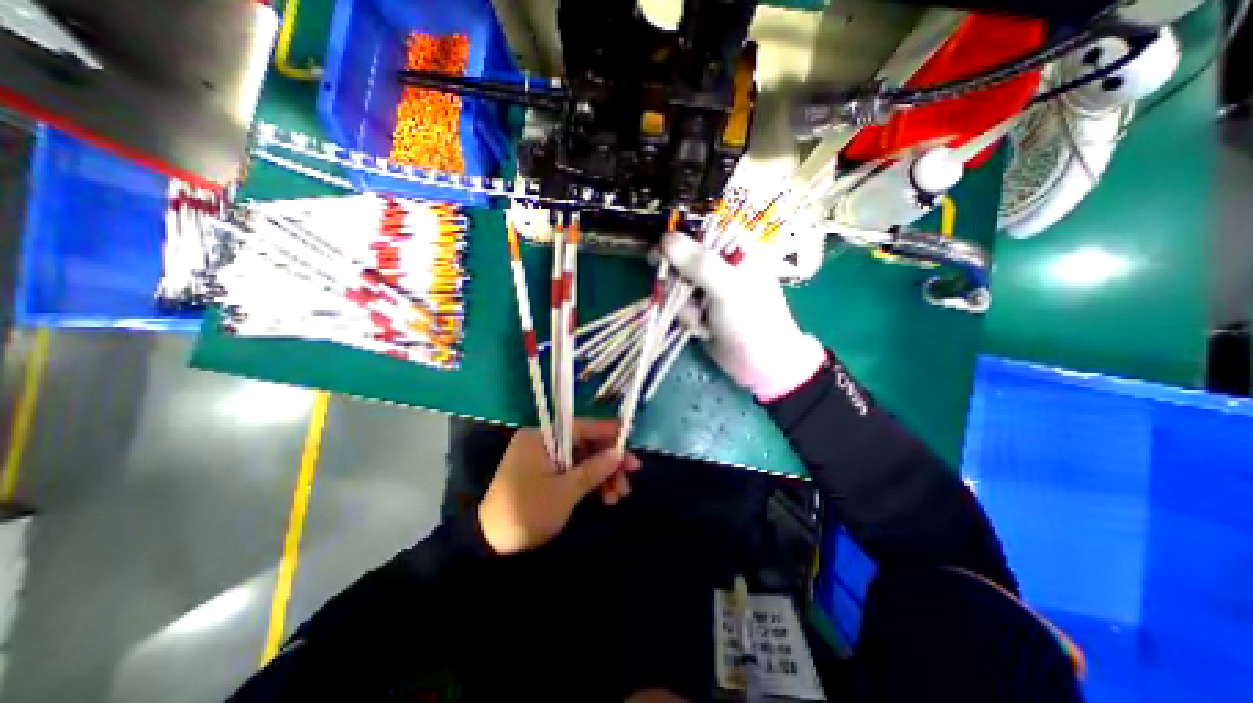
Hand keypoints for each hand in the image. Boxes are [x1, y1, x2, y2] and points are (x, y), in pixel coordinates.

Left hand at [478, 417, 639, 553]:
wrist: (492, 546)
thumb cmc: (528, 512)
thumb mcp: (566, 491)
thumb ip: (595, 469)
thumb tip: (619, 453)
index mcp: (540, 438)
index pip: (580, 427)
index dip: (607, 432)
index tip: (629, 437)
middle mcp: (542, 442)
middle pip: (584, 445)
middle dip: (608, 461)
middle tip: (631, 475)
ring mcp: (544, 460)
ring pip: (582, 460)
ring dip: (602, 476)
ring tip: (619, 495)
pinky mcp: (545, 476)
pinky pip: (573, 472)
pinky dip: (589, 483)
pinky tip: (606, 498)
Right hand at [661, 231, 830, 400]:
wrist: (761, 365)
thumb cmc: (752, 321)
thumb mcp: (728, 289)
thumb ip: (698, 264)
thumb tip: (665, 239)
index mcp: (734, 250)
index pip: (696, 234)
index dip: (674, 245)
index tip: (660, 259)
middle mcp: (719, 266)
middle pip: (679, 262)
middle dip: (677, 285)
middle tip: (683, 298)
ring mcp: (708, 289)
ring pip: (676, 287)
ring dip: (683, 307)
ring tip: (701, 322)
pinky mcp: (701, 310)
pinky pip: (679, 307)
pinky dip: (687, 320)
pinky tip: (703, 331)